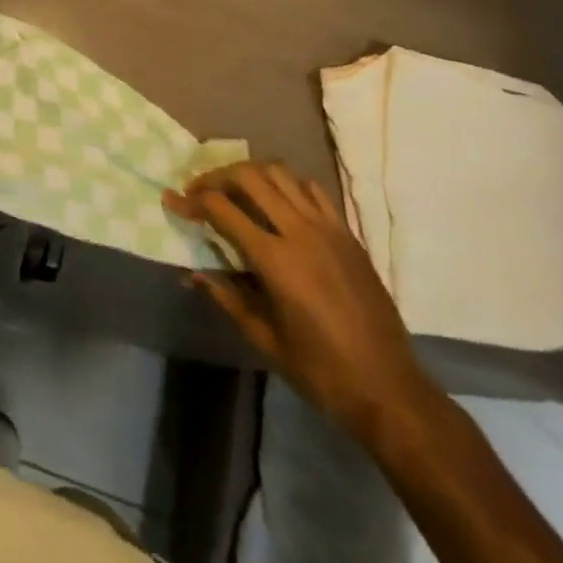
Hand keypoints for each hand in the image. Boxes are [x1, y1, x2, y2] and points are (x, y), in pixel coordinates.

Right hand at [164, 161, 431, 435]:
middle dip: (216, 176)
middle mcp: (299, 231)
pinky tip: (278, 201)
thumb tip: (193, 272)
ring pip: (280, 173)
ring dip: (250, 174)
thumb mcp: (265, 339)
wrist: (390, 389)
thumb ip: (227, 297)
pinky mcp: (347, 232)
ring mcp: (327, 228)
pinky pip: (312, 189)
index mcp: (275, 260)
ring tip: (234, 189)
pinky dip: (287, 184)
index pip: (222, 209)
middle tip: (199, 190)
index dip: (191, 201)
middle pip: (249, 176)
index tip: (172, 200)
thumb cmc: (321, 372)